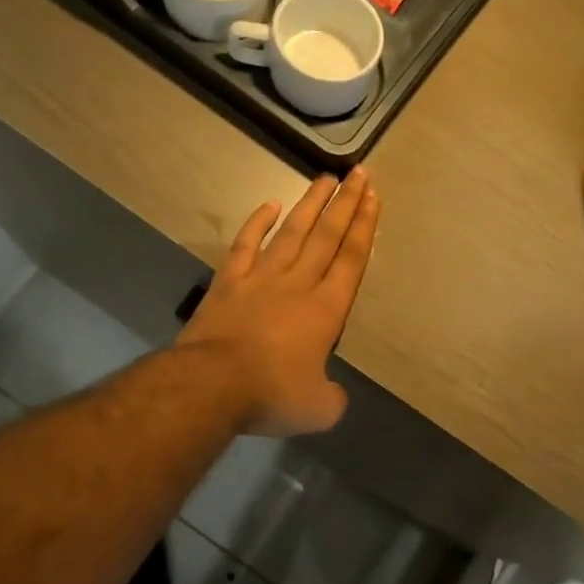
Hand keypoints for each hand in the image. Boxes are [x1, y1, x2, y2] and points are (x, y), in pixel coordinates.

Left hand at [179, 170, 380, 436]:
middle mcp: (298, 284)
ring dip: (310, 205)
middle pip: (327, 237)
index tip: (373, 197)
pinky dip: (258, 223)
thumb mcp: (318, 409)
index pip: (351, 260)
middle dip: (346, 204)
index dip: (364, 227)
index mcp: (325, 310)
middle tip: (359, 174)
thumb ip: (331, 397)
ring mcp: (261, 279)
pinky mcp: (228, 282)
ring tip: (326, 179)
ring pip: (292, 233)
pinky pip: (246, 245)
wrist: (211, 384)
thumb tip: (331, 393)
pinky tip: (270, 205)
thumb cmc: (271, 394)